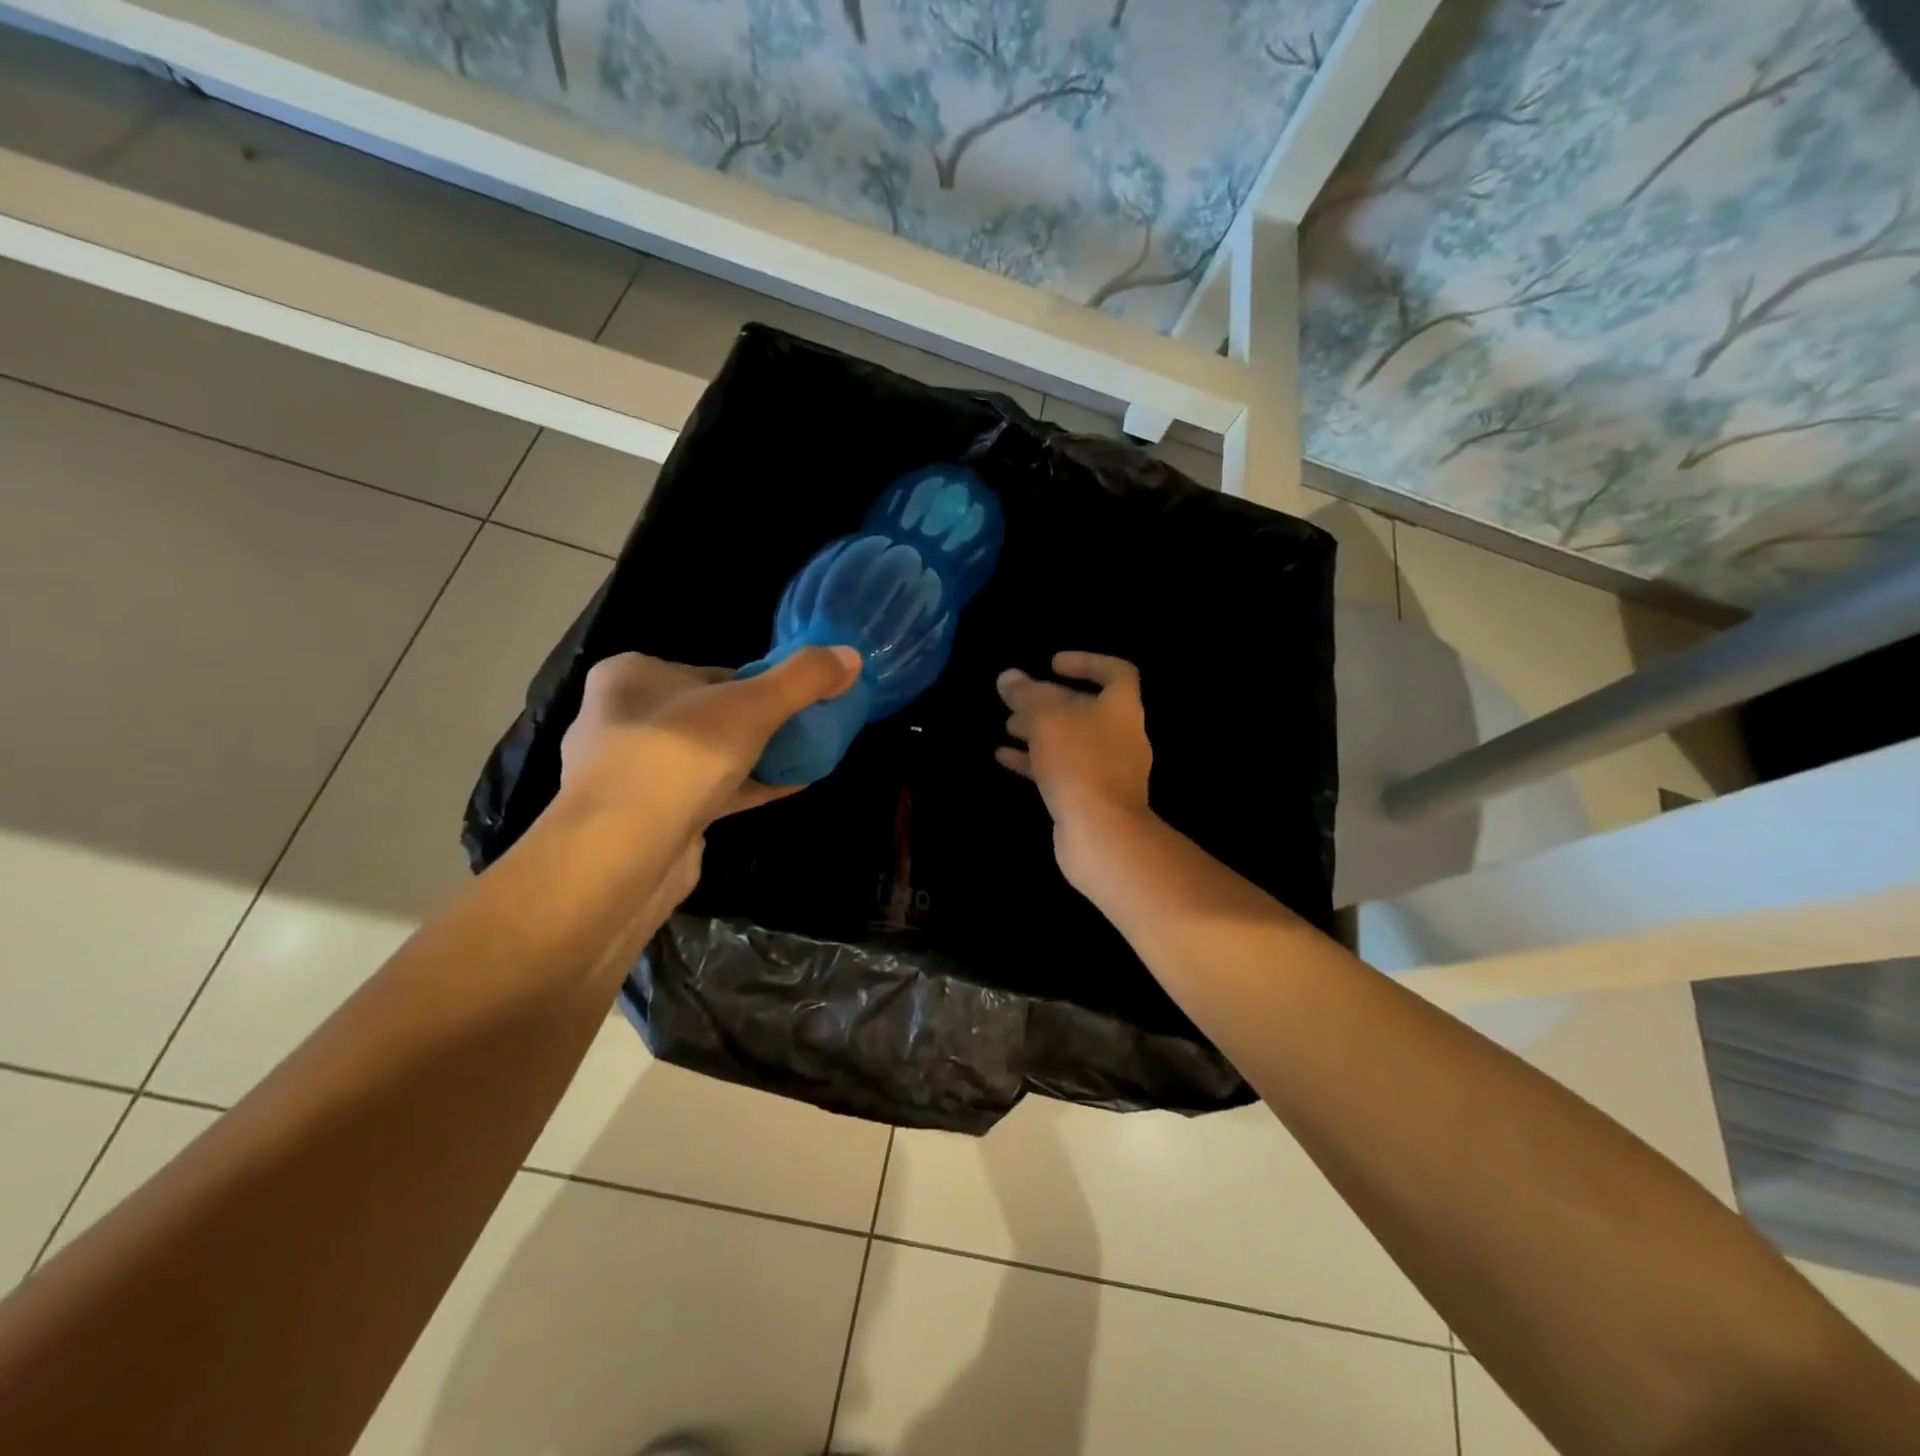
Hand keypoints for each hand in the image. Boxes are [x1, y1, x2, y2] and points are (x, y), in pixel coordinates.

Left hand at [561, 647, 861, 827]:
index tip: (800, 699)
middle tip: (806, 728)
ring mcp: (632, 773)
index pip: (712, 672)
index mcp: (632, 676)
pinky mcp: (648, 818)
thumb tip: (851, 655)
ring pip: (709, 756)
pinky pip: (708, 793)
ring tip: (805, 756)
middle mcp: (623, 719)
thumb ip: (803, 678)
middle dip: (761, 722)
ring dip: (755, 757)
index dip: (761, 683)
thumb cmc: (679, 756)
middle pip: (711, 713)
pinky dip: (747, 788)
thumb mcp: (752, 704)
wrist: (621, 854)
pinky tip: (790, 787)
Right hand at [996, 652, 1154, 880]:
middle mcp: (1121, 736)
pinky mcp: (1091, 797)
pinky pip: (1062, 769)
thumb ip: (1027, 694)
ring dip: (1040, 731)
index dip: (1086, 662)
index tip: (1052, 664)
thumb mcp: (1046, 719)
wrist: (1101, 832)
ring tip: (1007, 726)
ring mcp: (1108, 770)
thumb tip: (1009, 677)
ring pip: (1070, 741)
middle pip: (1085, 708)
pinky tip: (1004, 758)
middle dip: (1049, 702)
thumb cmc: (1079, 762)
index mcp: (1122, 708)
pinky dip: (1035, 761)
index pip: (1115, 672)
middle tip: (1017, 700)